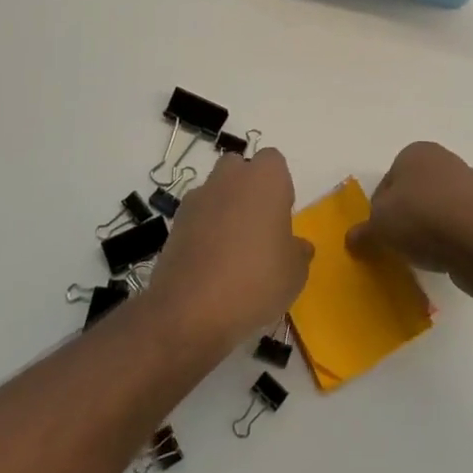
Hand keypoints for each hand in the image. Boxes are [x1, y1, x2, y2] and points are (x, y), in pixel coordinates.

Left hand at [146, 148, 312, 350]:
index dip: (279, 186)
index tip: (281, 216)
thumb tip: (297, 246)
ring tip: (232, 252)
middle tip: (258, 228)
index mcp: (265, 178)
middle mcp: (229, 178)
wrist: (191, 310)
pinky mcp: (174, 224)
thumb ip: (299, 252)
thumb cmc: (257, 280)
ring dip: (224, 210)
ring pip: (215, 192)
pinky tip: (211, 266)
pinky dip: (203, 232)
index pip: (274, 162)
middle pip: (239, 169)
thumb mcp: (295, 272)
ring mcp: (197, 198)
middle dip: (248, 190)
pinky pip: (196, 218)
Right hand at [346, 142, 472, 296]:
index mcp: (415, 152)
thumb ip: (363, 232)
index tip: (380, 235)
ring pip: (434, 211)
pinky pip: (456, 227)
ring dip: (426, 232)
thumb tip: (352, 239)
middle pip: (410, 196)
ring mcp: (468, 185)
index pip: (385, 184)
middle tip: (398, 247)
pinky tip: (445, 258)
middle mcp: (442, 160)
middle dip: (403, 221)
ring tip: (423, 256)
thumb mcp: (379, 226)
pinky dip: (448, 241)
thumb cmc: (423, 219)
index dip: (377, 212)